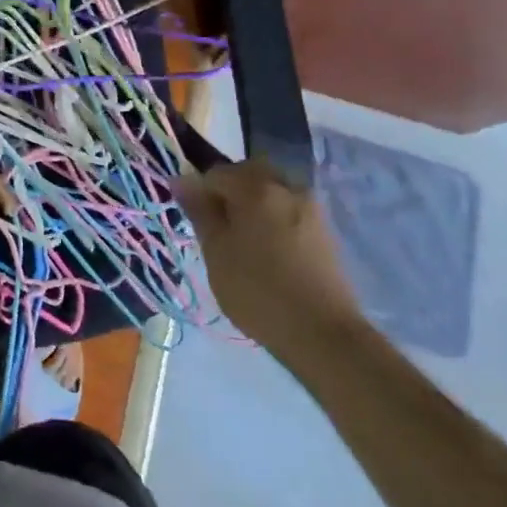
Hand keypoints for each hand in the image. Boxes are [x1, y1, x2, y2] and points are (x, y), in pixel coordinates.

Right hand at [175, 158, 366, 363]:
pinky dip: (274, 218)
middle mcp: (286, 186)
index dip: (200, 193)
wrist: (323, 333)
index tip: (197, 223)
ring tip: (244, 240)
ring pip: (271, 190)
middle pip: (248, 174)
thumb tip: (181, 180)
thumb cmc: (258, 290)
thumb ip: (199, 211)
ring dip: (253, 203)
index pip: (216, 173)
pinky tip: (270, 250)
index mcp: (256, 187)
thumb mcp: (216, 252)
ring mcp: (310, 207)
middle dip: (229, 192)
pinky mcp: (325, 229)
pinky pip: (289, 208)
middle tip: (219, 228)